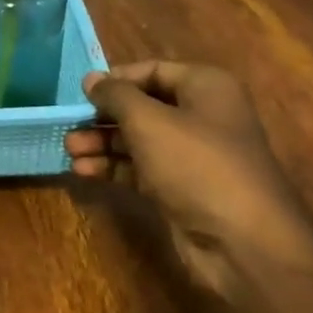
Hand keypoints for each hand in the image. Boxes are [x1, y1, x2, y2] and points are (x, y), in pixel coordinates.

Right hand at [64, 60, 308, 256]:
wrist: (243, 242)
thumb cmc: (197, 165)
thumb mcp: (149, 121)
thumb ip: (116, 96)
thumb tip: (91, 79)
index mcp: (205, 87)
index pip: (153, 70)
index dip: (116, 79)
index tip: (82, 93)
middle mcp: (201, 116)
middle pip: (143, 107)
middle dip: (104, 116)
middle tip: (70, 126)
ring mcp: (192, 156)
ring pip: (138, 140)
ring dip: (103, 144)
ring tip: (70, 151)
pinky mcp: (180, 189)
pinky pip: (140, 169)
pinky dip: (114, 168)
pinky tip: (83, 171)